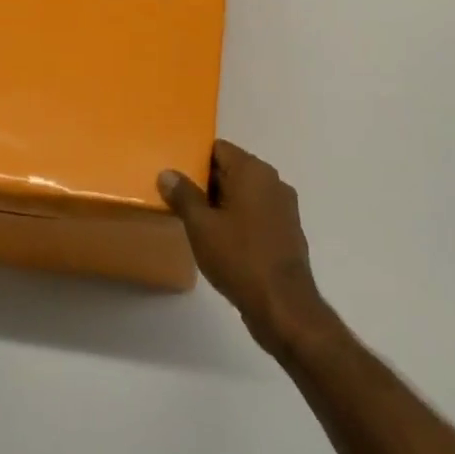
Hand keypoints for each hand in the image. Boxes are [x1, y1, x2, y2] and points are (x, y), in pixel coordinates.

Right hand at [159, 141, 327, 354]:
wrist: (283, 304)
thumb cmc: (239, 257)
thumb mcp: (201, 226)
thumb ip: (183, 195)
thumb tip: (167, 173)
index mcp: (253, 171)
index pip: (219, 149)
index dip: (195, 158)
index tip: (175, 173)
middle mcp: (272, 181)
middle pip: (233, 169)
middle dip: (206, 181)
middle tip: (178, 196)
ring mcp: (283, 206)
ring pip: (245, 193)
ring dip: (222, 202)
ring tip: (194, 219)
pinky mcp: (287, 230)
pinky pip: (256, 212)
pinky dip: (238, 218)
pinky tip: (220, 238)